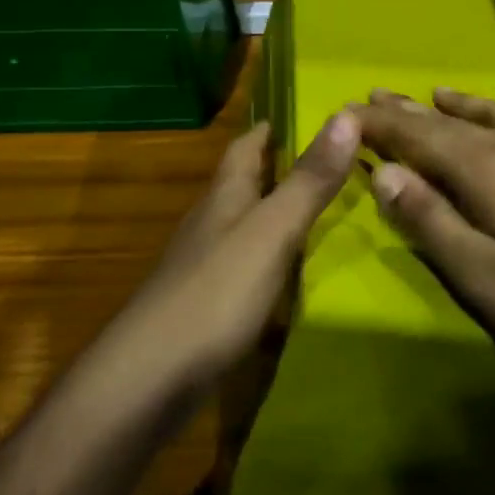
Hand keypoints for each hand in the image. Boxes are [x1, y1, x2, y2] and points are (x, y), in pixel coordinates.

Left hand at [120, 112, 359, 390]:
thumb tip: (347, 114)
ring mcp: (205, 268)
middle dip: (280, 168)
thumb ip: (309, 180)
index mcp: (224, 197)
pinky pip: (246, 268)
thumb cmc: (214, 294)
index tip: (305, 112)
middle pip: (245, 184)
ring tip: (324, 212)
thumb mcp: (272, 231)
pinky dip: (272, 260)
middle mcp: (211, 224)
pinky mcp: (207, 308)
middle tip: (332, 162)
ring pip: (246, 226)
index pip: (245, 146)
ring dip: (277, 214)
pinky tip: (294, 275)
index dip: (271, 127)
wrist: (147, 382)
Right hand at [357, 88, 494, 395]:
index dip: (382, 125)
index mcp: (491, 171)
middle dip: (411, 111)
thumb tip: (385, 174)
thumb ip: (433, 222)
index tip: (348, 111)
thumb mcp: (487, 279)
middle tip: (376, 96)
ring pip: (493, 117)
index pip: (421, 136)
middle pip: (452, 121)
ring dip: (456, 106)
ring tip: (432, 94)